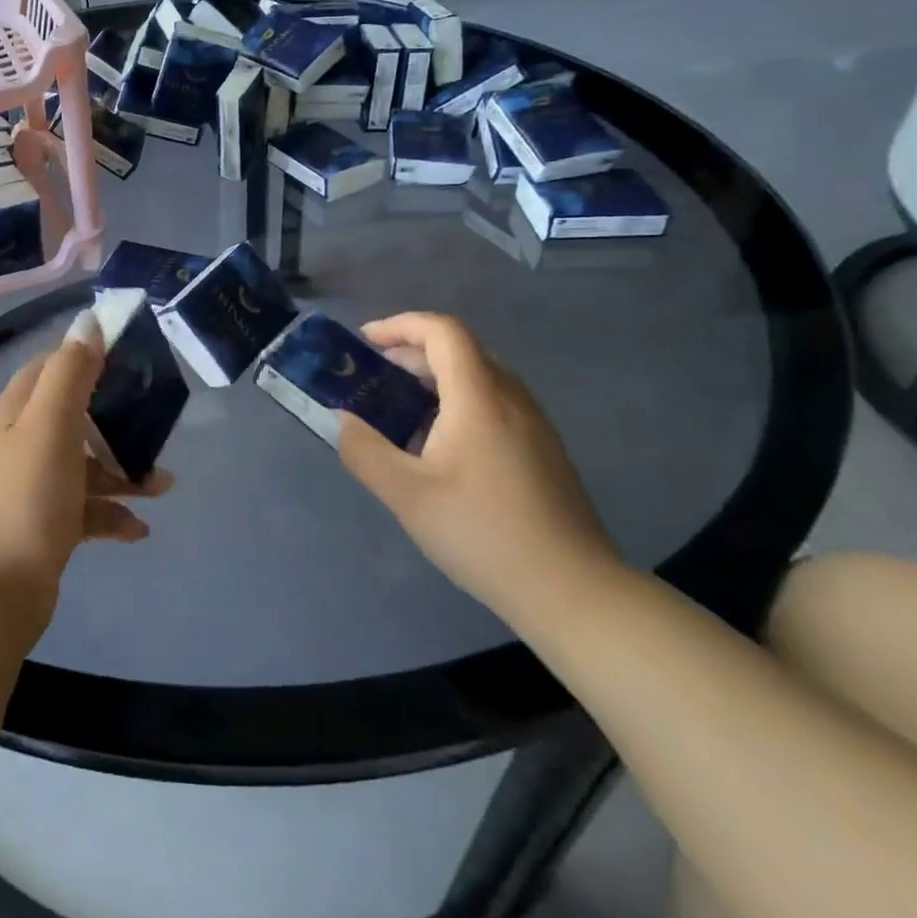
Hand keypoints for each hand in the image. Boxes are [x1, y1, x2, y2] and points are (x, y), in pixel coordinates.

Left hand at [0, 311, 173, 632]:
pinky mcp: (43, 527)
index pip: (53, 366)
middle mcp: (21, 442)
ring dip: (123, 471)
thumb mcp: (50, 426)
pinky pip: (85, 510)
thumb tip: (88, 320)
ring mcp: (31, 487)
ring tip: (163, 486)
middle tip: (157, 424)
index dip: (89, 357)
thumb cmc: (24, 500)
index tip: (132, 360)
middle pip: (74, 415)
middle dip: (117, 419)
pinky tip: (139, 531)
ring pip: (84, 464)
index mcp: (17, 411)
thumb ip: (70, 373)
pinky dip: (112, 515)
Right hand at [337, 312, 621, 626]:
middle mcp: (511, 399)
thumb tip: (342, 421)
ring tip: (400, 408)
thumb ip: (364, 451)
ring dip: (434, 377)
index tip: (366, 341)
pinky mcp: (543, 450)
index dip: (401, 325)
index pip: (443, 331)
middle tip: (374, 375)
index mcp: (479, 398)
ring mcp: (534, 425)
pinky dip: (457, 400)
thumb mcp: (407, 495)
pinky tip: (440, 445)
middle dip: (411, 351)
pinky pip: (494, 402)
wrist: (574, 592)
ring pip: (479, 376)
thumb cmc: (484, 534)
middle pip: (460, 349)